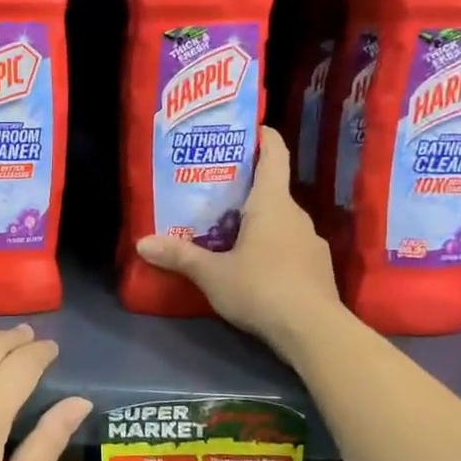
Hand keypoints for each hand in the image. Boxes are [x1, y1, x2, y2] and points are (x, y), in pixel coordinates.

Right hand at [134, 126, 347, 358]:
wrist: (313, 330)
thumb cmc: (261, 288)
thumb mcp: (212, 274)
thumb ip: (180, 257)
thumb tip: (142, 243)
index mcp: (272, 203)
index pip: (274, 155)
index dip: (263, 137)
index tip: (249, 130)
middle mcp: (297, 215)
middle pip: (272, 191)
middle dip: (245, 191)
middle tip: (214, 195)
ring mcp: (311, 243)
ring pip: (281, 223)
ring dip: (258, 224)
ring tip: (229, 235)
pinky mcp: (318, 269)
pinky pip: (290, 248)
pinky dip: (272, 250)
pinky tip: (255, 270)